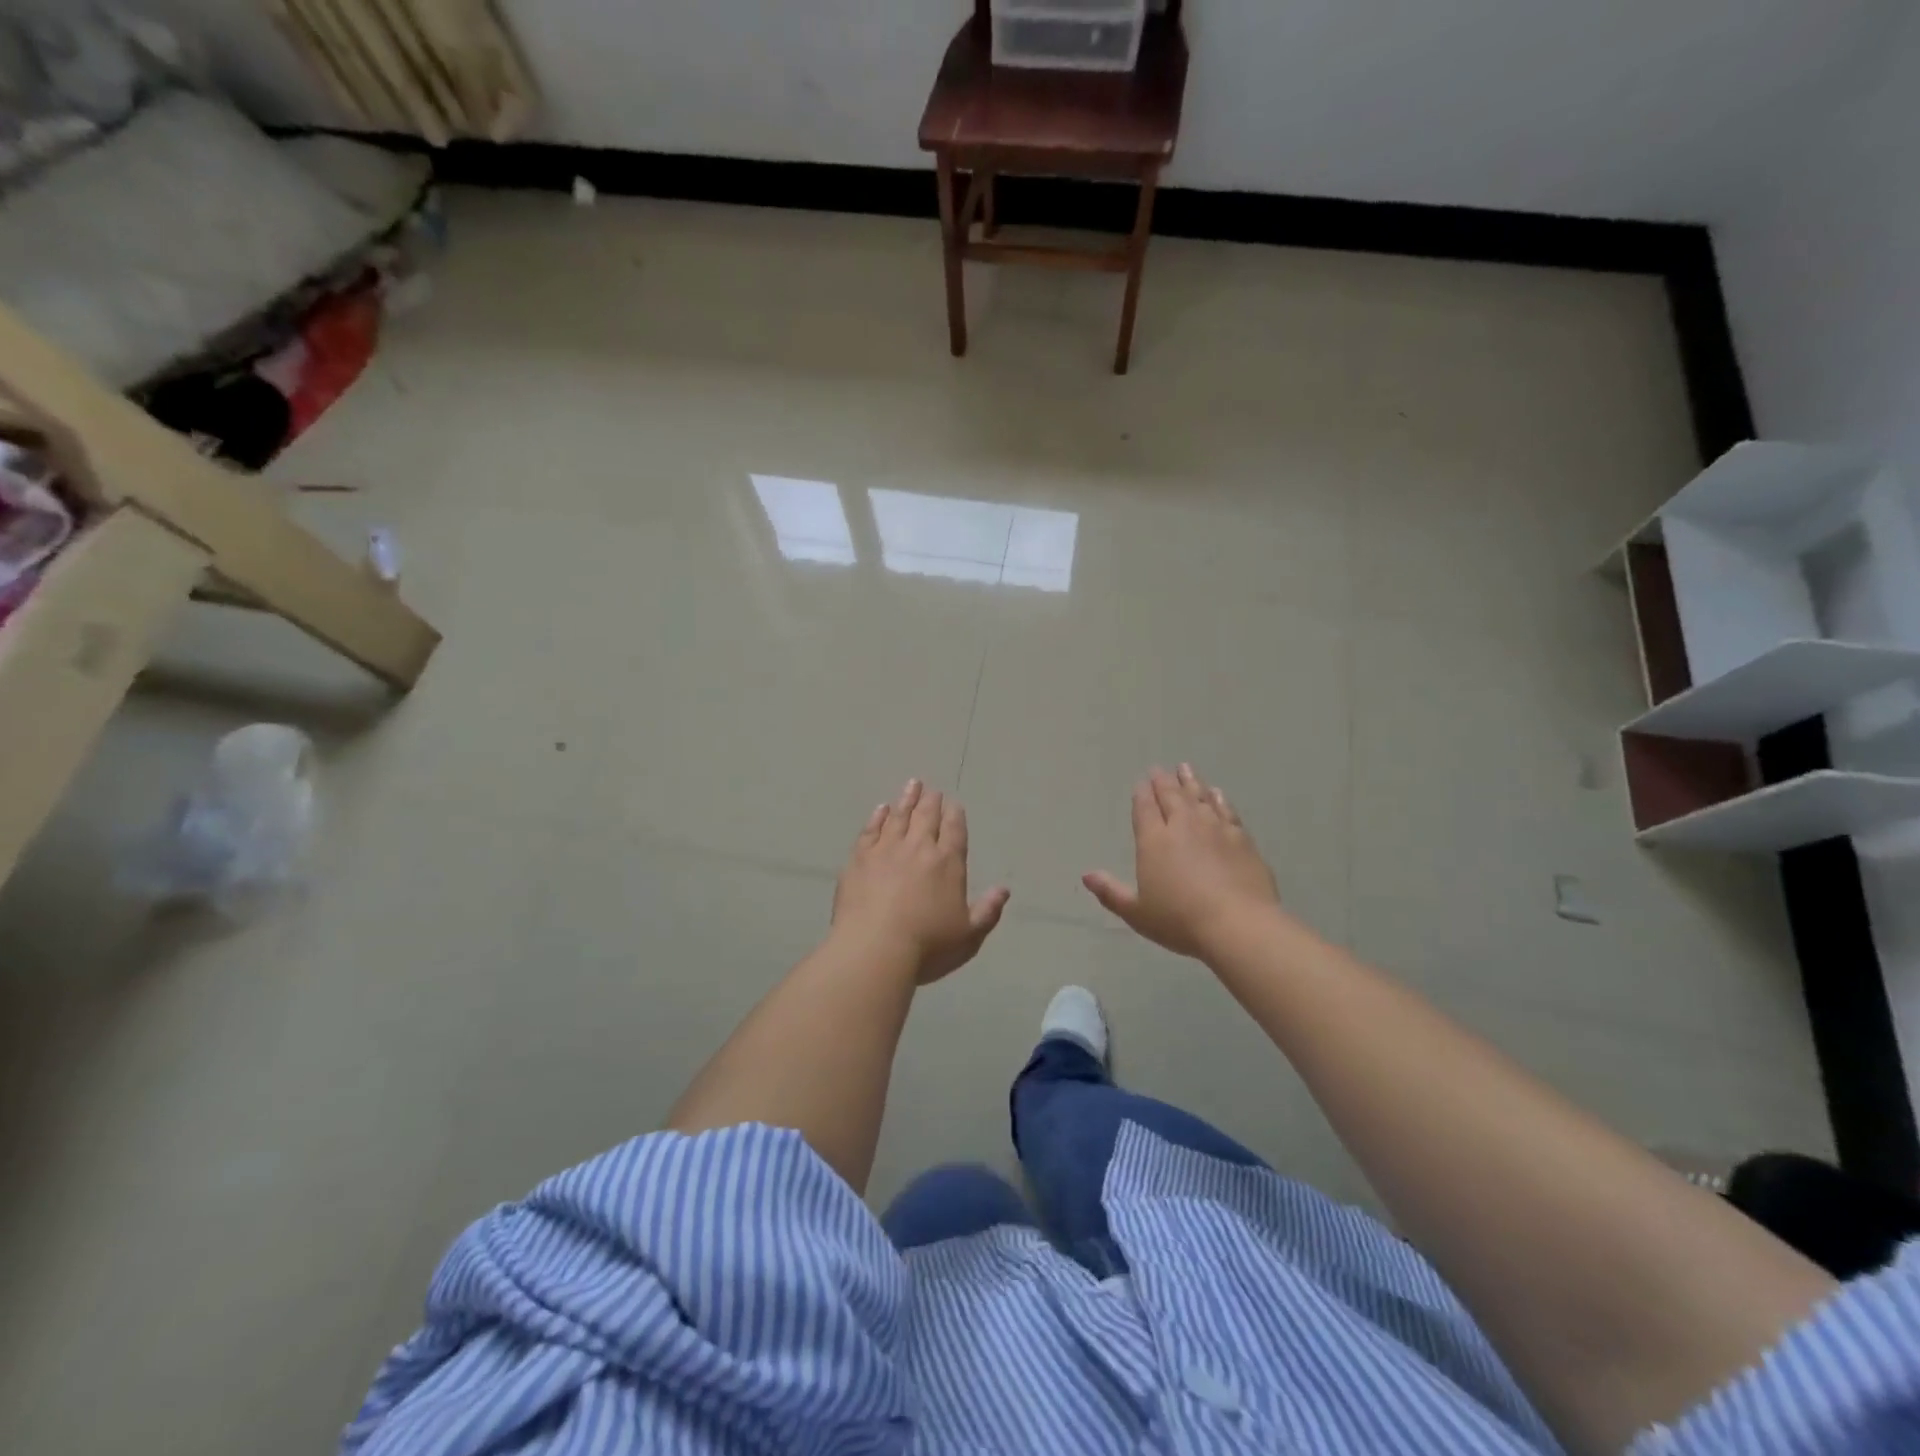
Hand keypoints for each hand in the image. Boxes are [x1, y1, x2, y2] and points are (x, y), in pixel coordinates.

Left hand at [832, 779, 1010, 984]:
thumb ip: (988, 911)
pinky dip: (877, 817)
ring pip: (899, 817)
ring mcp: (886, 850)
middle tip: (932, 789)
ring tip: (912, 785)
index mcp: (948, 863)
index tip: (954, 803)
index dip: (955, 815)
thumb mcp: (969, 936)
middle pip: (927, 817)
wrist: (874, 949)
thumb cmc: (927, 947)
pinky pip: (870, 830)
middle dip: (931, 801)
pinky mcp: (859, 859)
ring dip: (907, 800)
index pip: (954, 831)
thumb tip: (1004, 890)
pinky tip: (881, 809)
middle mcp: (918, 848)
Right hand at [1083, 764, 1281, 960]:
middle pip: (1171, 796)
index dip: (1141, 793)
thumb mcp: (1137, 913)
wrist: (1238, 924)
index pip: (1145, 808)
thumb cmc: (1180, 920)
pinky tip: (1217, 793)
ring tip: (1185, 768)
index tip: (1141, 781)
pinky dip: (1219, 799)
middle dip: (1163, 781)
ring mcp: (1215, 829)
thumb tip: (1086, 875)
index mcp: (1154, 841)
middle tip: (1159, 769)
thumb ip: (1111, 892)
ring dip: (1190, 782)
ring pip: (1199, 797)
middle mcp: (1183, 826)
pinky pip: (1227, 810)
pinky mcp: (1241, 838)